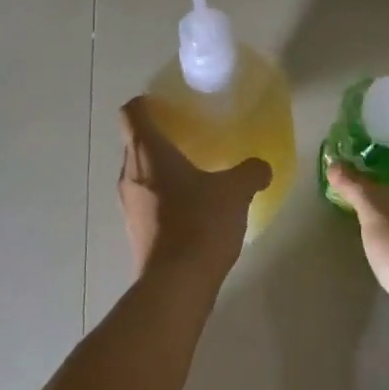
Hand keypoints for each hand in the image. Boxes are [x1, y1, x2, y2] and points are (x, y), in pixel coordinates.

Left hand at [119, 97, 269, 286]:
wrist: (175, 286)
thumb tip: (261, 167)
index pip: (132, 112)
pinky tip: (190, 207)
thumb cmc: (200, 223)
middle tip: (188, 135)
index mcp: (147, 151)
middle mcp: (130, 172)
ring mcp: (128, 204)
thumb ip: (250, 172)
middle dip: (157, 136)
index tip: (169, 105)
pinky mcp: (134, 231)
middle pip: (134, 141)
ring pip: (139, 172)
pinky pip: (145, 200)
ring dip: (159, 168)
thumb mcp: (235, 192)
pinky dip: (161, 195)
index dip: (146, 103)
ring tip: (192, 171)